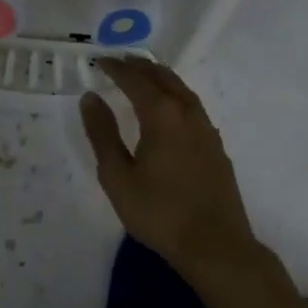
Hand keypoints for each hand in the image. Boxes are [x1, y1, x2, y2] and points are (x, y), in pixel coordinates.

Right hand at [80, 57, 260, 287]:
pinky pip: (193, 106)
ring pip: (181, 89)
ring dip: (161, 77)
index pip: (135, 80)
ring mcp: (206, 128)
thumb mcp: (118, 176)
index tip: (100, 61)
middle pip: (162, 77)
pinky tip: (171, 109)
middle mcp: (186, 112)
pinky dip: (176, 94)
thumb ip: (102, 134)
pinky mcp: (216, 146)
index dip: (116, 68)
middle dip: (140, 66)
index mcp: (161, 114)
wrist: (216, 246)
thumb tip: (90, 97)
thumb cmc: (160, 212)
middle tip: (121, 61)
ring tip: (145, 76)